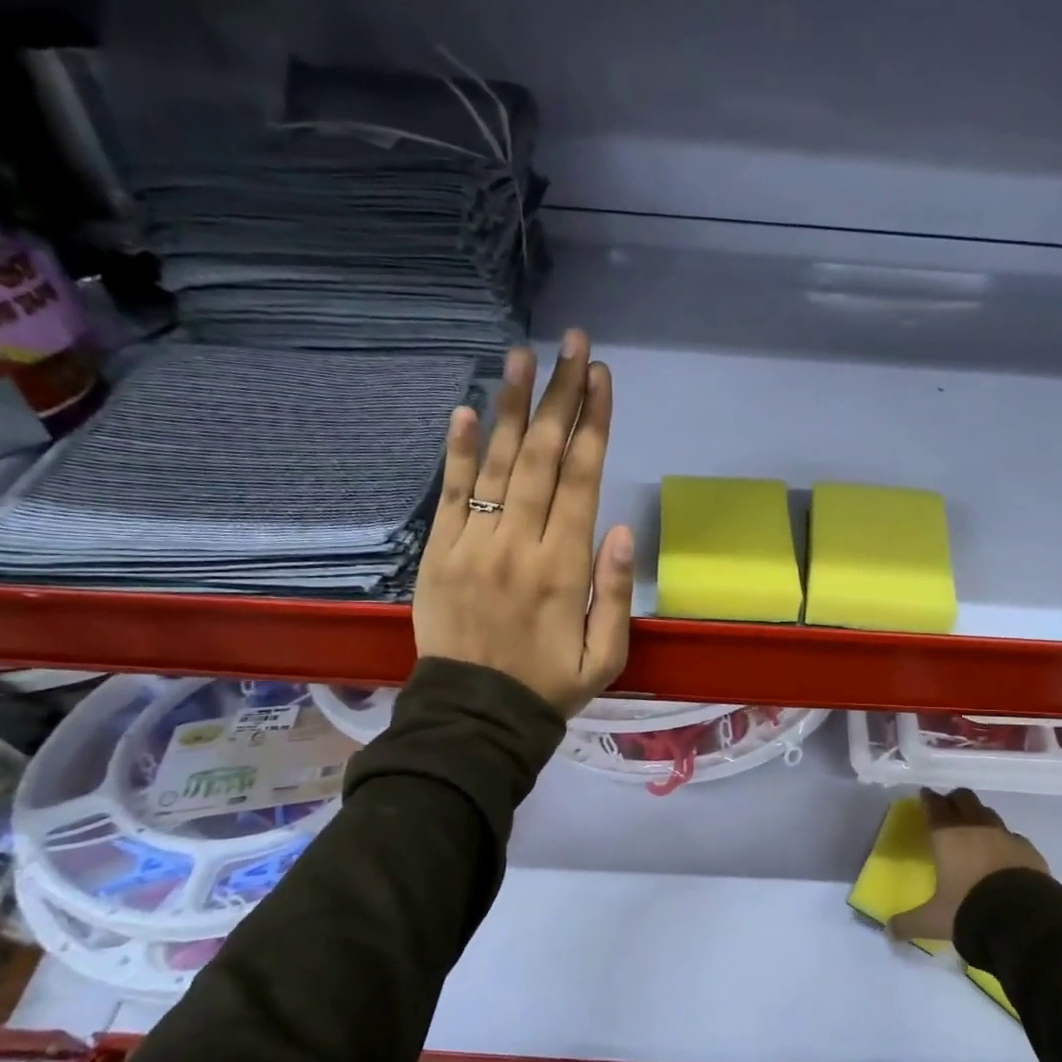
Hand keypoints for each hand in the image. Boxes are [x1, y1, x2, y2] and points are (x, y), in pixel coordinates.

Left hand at [414, 329, 635, 718]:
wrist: (476, 717)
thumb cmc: (549, 686)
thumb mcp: (607, 657)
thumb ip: (615, 594)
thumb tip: (623, 530)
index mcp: (565, 567)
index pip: (583, 479)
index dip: (594, 423)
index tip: (601, 377)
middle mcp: (521, 543)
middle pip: (544, 457)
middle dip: (561, 396)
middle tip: (572, 344)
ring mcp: (474, 544)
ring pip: (498, 463)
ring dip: (513, 407)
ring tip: (523, 356)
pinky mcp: (439, 553)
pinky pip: (450, 493)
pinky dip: (458, 451)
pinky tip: (467, 409)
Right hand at [888, 788, 1049, 942]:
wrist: (1024, 919)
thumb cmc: (968, 910)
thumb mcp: (933, 921)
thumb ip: (909, 922)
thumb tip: (889, 931)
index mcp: (947, 836)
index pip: (934, 806)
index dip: (928, 799)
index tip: (925, 795)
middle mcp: (976, 828)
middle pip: (964, 799)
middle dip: (954, 800)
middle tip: (948, 808)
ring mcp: (1005, 836)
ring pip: (989, 813)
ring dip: (979, 816)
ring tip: (974, 829)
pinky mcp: (1029, 850)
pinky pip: (1012, 836)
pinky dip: (1003, 840)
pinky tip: (1003, 853)